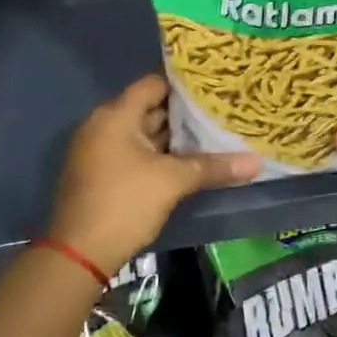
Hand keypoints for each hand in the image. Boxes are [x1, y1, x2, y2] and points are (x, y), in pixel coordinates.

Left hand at [46, 74, 260, 269]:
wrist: (80, 254)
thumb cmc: (125, 203)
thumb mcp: (173, 181)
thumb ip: (213, 167)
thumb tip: (257, 162)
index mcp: (116, 115)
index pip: (154, 84)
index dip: (184, 83)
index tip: (215, 85)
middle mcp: (104, 125)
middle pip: (150, 108)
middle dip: (184, 112)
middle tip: (221, 110)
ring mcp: (101, 150)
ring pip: (144, 133)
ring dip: (174, 136)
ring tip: (213, 132)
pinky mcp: (103, 173)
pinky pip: (136, 152)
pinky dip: (160, 153)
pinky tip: (189, 160)